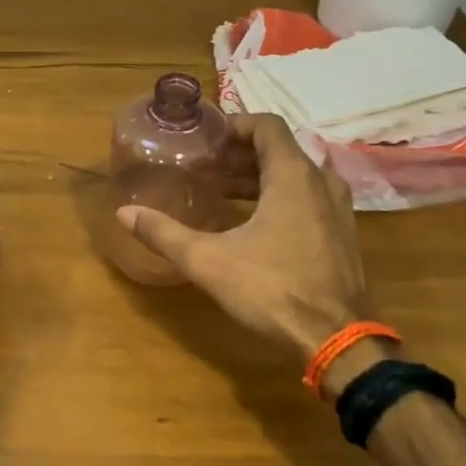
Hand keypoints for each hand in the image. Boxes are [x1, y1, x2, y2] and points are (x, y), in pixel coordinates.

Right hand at [117, 113, 381, 378]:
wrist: (338, 341)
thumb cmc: (272, 290)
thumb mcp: (208, 261)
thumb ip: (164, 233)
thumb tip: (123, 213)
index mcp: (293, 176)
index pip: (267, 125)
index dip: (235, 124)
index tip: (206, 138)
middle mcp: (321, 183)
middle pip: (279, 150)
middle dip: (240, 154)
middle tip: (206, 166)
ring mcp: (338, 209)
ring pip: (295, 176)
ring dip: (259, 177)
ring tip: (222, 192)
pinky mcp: (342, 234)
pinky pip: (308, 198)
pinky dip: (279, 197)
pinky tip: (252, 222)